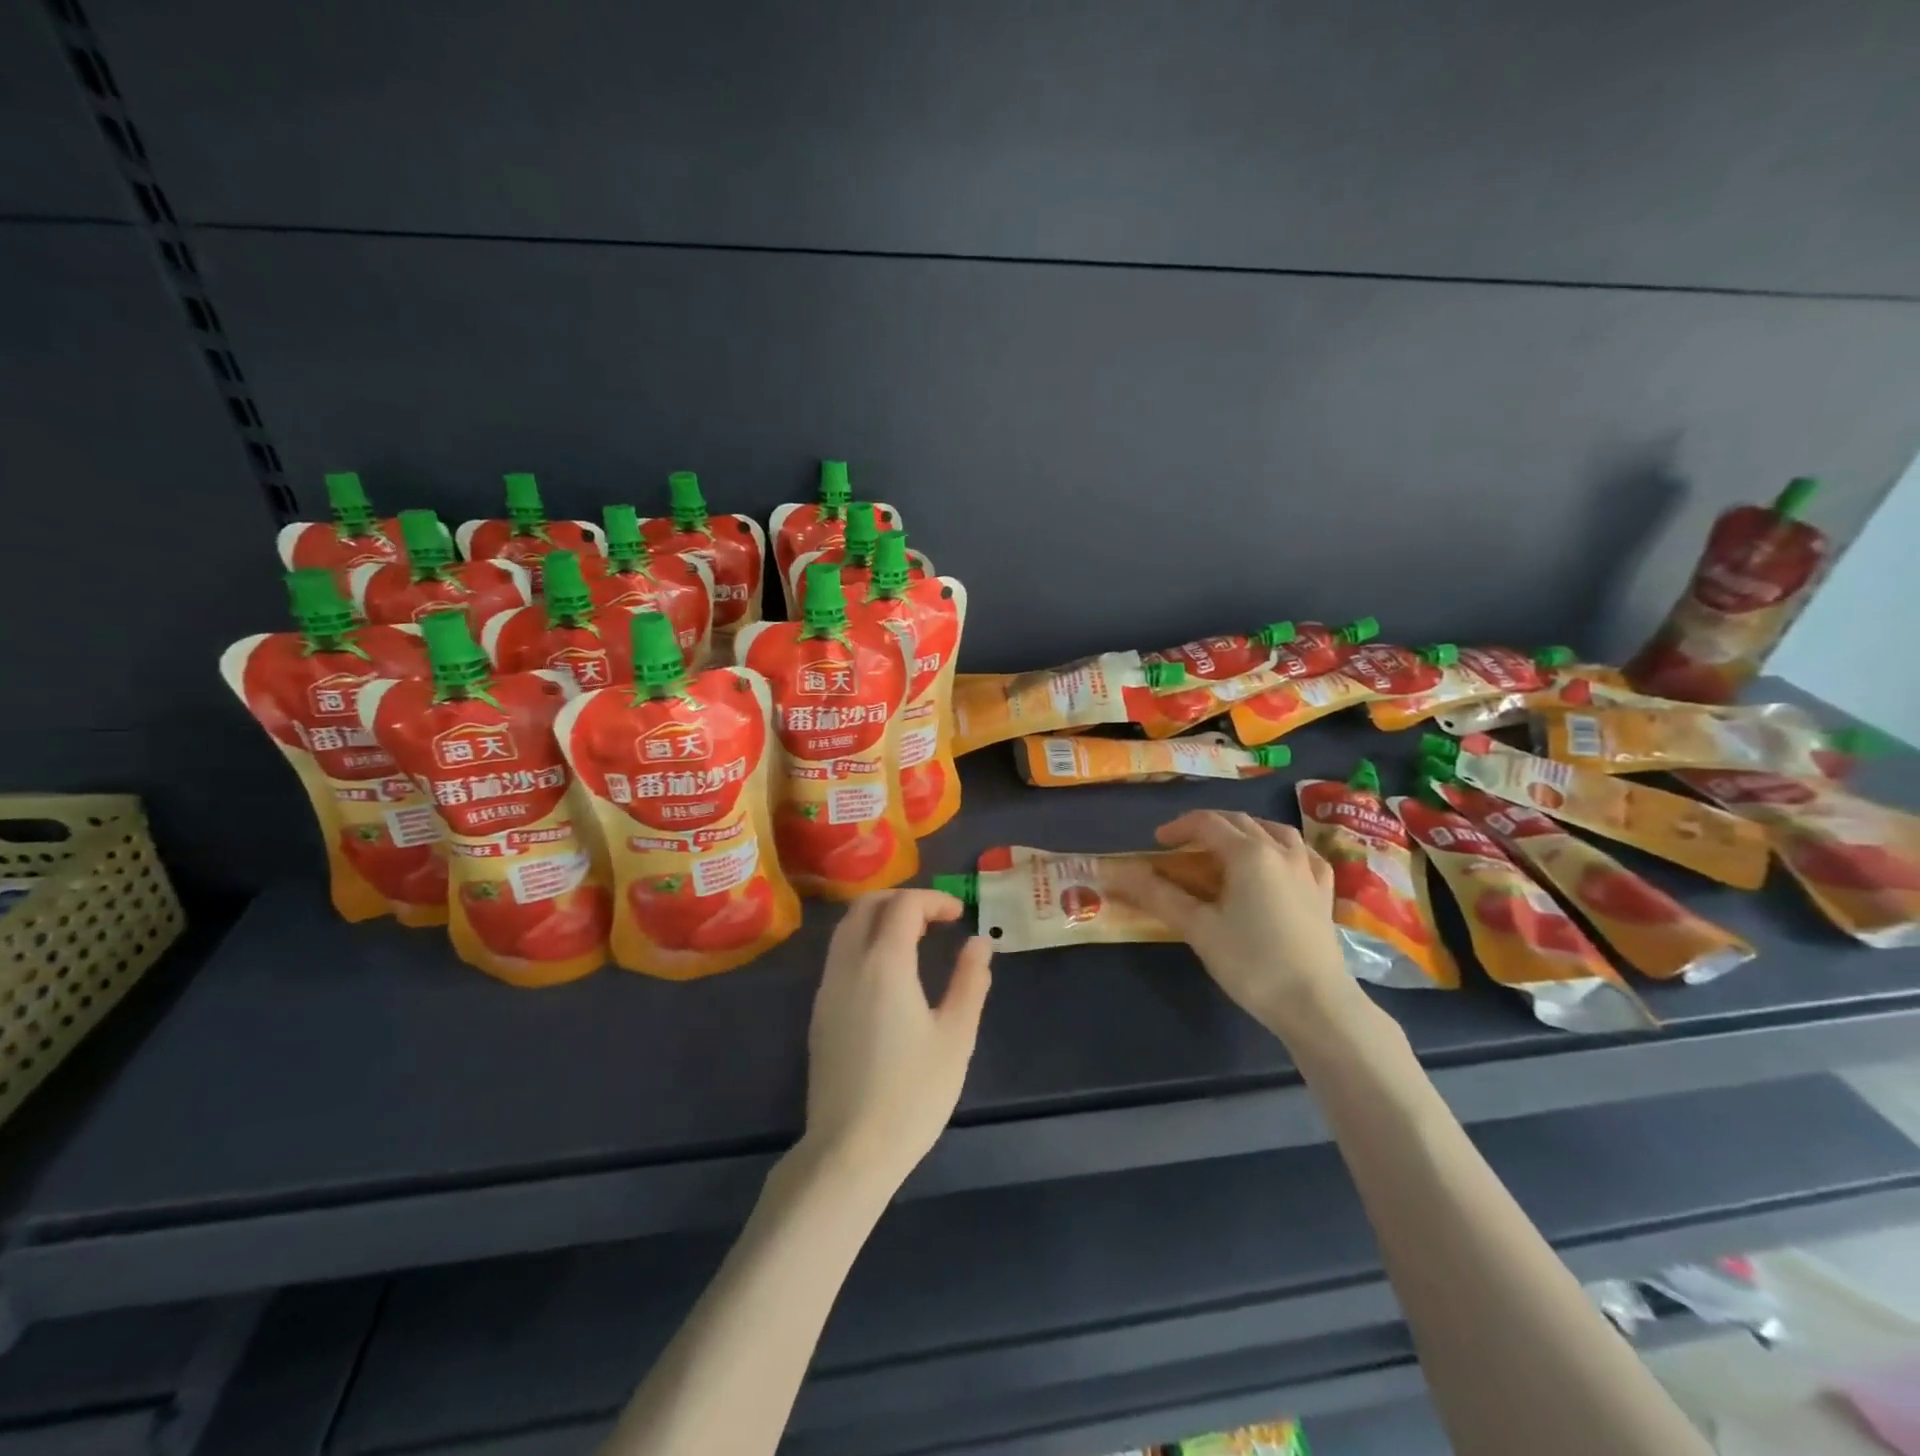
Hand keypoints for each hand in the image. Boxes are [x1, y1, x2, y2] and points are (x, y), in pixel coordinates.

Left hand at [800, 890, 992, 1189]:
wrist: (849, 1151)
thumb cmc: (912, 1093)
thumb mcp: (956, 1037)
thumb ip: (970, 982)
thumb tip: (979, 943)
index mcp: (884, 964)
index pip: (903, 905)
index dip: (934, 900)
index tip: (960, 914)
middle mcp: (848, 964)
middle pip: (866, 905)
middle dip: (902, 900)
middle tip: (936, 918)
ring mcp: (827, 988)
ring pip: (847, 927)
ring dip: (880, 918)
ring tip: (915, 938)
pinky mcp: (819, 1012)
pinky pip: (839, 954)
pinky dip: (865, 941)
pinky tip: (889, 972)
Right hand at [1107, 811, 1360, 1038]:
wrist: (1317, 1005)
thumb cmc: (1252, 963)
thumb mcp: (1199, 928)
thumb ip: (1159, 896)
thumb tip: (1120, 874)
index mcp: (1249, 853)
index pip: (1208, 823)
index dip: (1179, 827)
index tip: (1157, 842)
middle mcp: (1280, 851)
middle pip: (1239, 822)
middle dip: (1207, 826)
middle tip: (1183, 845)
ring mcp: (1308, 870)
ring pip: (1275, 831)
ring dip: (1245, 830)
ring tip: (1227, 846)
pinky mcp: (1324, 893)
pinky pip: (1303, 854)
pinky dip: (1282, 848)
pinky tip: (1278, 861)